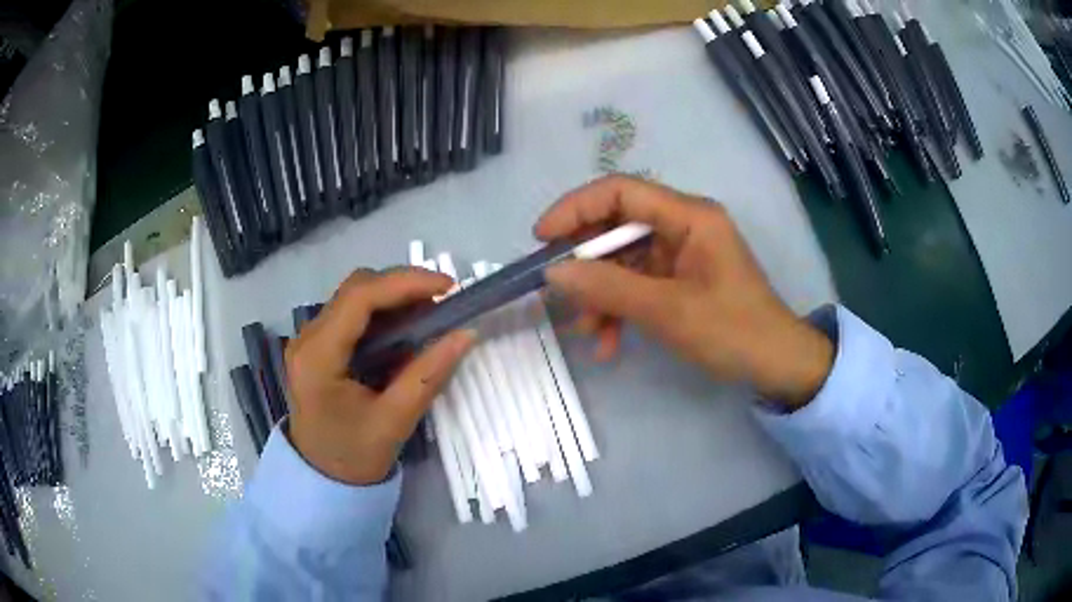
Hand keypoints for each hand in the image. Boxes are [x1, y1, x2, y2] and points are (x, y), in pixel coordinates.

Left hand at [285, 269, 474, 484]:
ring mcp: (310, 338)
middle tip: (444, 303)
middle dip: (403, 286)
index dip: (406, 282)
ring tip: (431, 317)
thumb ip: (429, 375)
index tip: (449, 288)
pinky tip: (407, 331)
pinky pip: (354, 314)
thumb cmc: (354, 456)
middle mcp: (308, 337)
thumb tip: (465, 333)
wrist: (322, 477)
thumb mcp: (395, 421)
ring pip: (356, 296)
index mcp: (318, 356)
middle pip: (357, 288)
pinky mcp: (319, 344)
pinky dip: (384, 314)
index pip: (360, 297)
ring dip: (395, 298)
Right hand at [537, 175, 832, 408]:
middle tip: (558, 292)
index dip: (576, 208)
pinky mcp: (679, 279)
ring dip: (600, 294)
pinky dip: (619, 309)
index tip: (542, 238)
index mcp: (689, 215)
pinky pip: (637, 284)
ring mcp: (681, 253)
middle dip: (586, 262)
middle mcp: (683, 225)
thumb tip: (553, 272)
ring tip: (587, 331)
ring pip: (623, 261)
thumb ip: (609, 288)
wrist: (776, 365)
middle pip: (617, 227)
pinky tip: (608, 343)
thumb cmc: (732, 331)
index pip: (621, 191)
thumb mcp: (668, 311)